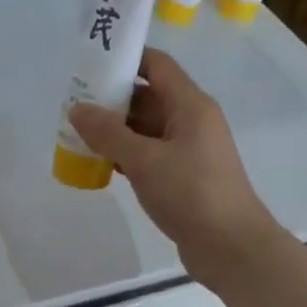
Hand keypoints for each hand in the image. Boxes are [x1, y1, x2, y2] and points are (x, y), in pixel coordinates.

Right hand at [67, 48, 289, 289]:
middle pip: (148, 96)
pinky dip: (127, 153)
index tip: (90, 63)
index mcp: (190, 105)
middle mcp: (191, 121)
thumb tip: (77, 109)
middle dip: (112, 98)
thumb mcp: (143, 160)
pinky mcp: (184, 176)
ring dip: (116, 129)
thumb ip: (108, 133)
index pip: (156, 65)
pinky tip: (101, 163)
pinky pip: (150, 153)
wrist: (232, 248)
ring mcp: (189, 149)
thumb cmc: (191, 193)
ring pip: (147, 127)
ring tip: (79, 133)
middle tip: (74, 104)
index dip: (125, 58)